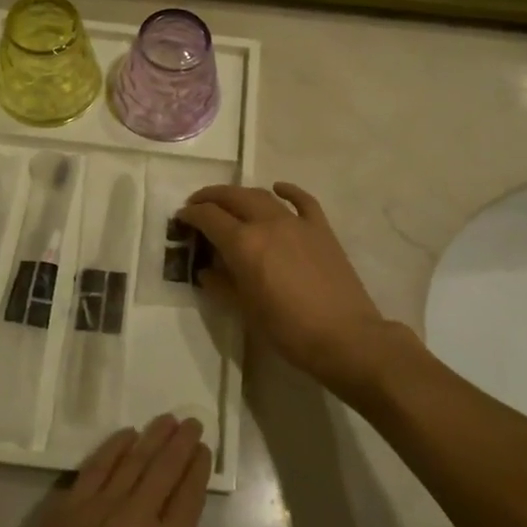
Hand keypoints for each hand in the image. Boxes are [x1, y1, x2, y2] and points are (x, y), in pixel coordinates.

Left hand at [0, 416, 213, 526]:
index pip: (190, 494)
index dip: (199, 468)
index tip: (205, 449)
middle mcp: (136, 519)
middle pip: (164, 468)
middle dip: (182, 442)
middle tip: (192, 422)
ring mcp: (98, 510)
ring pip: (132, 460)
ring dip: (153, 437)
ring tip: (166, 420)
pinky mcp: (66, 510)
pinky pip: (95, 467)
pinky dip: (113, 447)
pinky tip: (126, 436)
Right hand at [178, 183, 418, 399]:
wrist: (345, 337)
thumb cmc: (288, 330)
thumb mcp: (246, 311)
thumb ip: (223, 285)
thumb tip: (208, 271)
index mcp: (244, 244)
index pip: (209, 217)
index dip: (191, 215)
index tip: (181, 218)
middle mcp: (267, 223)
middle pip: (232, 197)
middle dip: (210, 197)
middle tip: (197, 205)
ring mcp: (297, 222)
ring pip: (262, 196)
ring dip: (240, 194)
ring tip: (229, 202)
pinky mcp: (320, 229)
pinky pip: (302, 200)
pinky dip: (286, 191)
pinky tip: (278, 189)